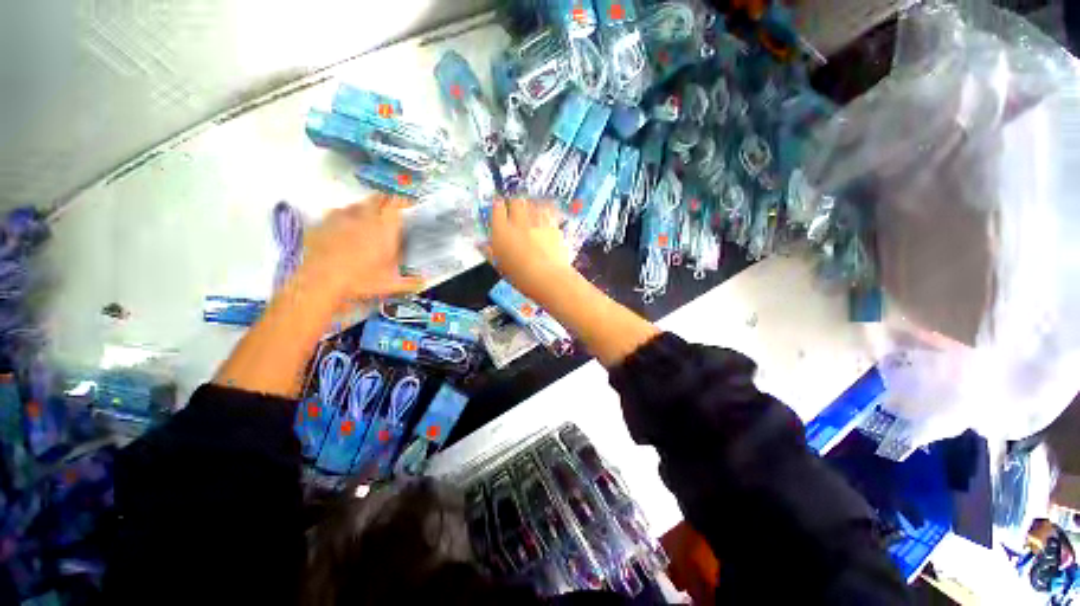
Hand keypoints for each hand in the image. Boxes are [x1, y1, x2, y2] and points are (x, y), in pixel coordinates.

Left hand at [294, 195, 422, 306]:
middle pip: (377, 199)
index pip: (396, 203)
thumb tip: (424, 280)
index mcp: (384, 227)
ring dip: (365, 209)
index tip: (408, 206)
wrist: (321, 281)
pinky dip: (344, 218)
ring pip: (356, 204)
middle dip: (385, 202)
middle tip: (390, 212)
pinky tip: (344, 229)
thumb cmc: (360, 280)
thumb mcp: (391, 284)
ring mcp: (341, 217)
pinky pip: (336, 213)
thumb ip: (410, 281)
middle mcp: (364, 216)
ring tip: (368, 221)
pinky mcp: (322, 222)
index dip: (403, 202)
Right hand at [487, 198, 573, 302]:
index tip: (499, 207)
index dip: (498, 206)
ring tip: (531, 211)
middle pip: (516, 202)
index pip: (497, 208)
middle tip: (516, 209)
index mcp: (502, 232)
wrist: (548, 278)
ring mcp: (538, 222)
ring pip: (533, 204)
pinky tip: (546, 216)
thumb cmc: (521, 277)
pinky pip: (548, 212)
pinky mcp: (553, 226)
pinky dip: (546, 212)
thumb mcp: (500, 266)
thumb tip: (481, 245)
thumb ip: (489, 252)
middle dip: (515, 204)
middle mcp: (519, 222)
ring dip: (531, 206)